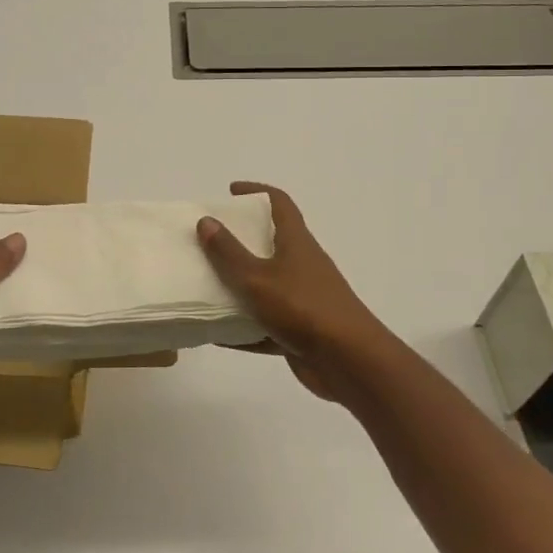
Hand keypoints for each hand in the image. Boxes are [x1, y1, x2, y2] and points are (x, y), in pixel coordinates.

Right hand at [197, 181, 393, 401]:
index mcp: (296, 243)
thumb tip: (206, 221)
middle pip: (270, 243)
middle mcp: (302, 265)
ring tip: (203, 285)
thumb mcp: (257, 278)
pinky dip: (242, 328)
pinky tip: (215, 335)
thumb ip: (229, 252)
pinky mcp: (300, 331)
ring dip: (238, 286)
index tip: (231, 191)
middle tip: (208, 241)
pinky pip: (265, 324)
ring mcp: (303, 299)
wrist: (349, 362)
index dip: (257, 191)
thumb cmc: (303, 309)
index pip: (279, 203)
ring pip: (265, 286)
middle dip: (240, 240)